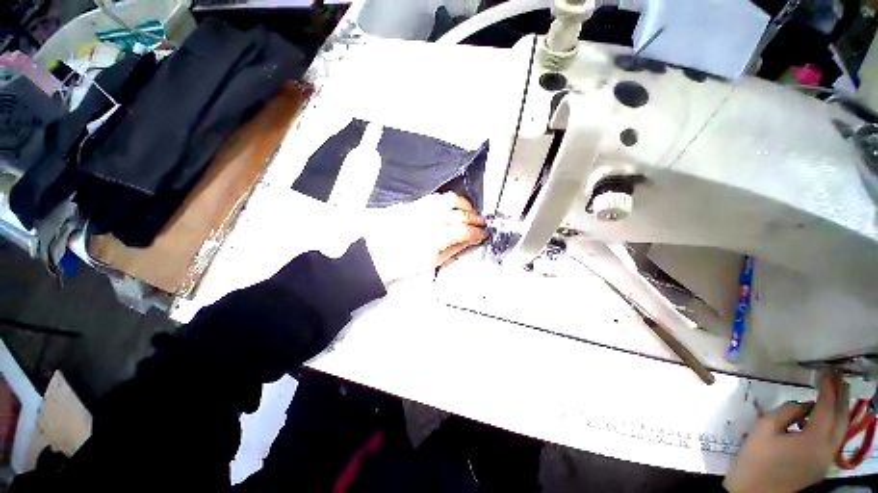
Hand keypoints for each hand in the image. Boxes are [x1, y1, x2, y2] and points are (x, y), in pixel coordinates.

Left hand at [364, 192, 487, 284]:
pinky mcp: (414, 204)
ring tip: (469, 212)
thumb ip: (453, 249)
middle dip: (476, 218)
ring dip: (465, 205)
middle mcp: (431, 220)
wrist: (376, 256)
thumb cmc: (401, 264)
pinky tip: (452, 206)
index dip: (478, 232)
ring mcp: (423, 209)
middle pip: (461, 214)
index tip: (483, 234)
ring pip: (451, 200)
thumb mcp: (431, 262)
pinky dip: (449, 200)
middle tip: (481, 223)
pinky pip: (437, 197)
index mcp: (436, 239)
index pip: (465, 231)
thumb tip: (469, 241)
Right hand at [723, 372, 849, 492]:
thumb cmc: (755, 458)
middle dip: (841, 396)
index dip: (828, 388)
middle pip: (841, 419)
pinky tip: (824, 418)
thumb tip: (804, 405)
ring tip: (837, 392)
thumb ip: (786, 413)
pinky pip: (833, 439)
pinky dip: (834, 423)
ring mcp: (825, 460)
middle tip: (837, 377)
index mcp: (813, 441)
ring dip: (841, 409)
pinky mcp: (820, 466)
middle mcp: (827, 450)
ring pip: (841, 431)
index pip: (827, 408)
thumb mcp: (764, 429)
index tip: (826, 371)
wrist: (753, 492)